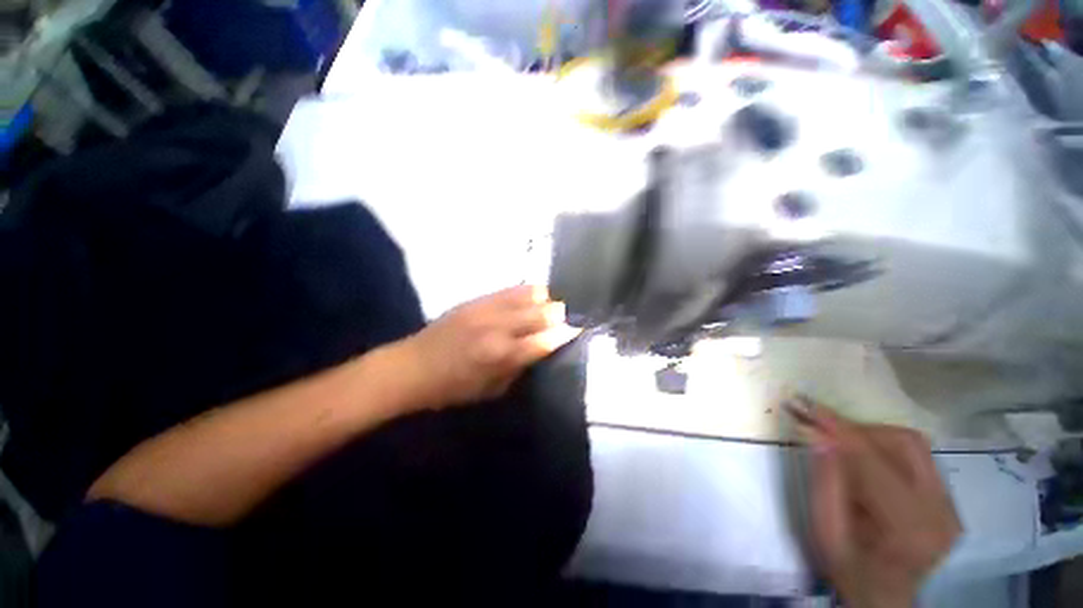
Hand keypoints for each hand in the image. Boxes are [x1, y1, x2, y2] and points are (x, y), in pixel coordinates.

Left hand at [392, 285, 580, 409]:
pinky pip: (511, 288)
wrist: (412, 366)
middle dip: (559, 314)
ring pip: (530, 293)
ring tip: (548, 308)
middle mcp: (499, 327)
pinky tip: (531, 298)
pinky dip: (527, 292)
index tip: (577, 330)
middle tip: (564, 319)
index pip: (546, 339)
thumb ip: (520, 367)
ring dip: (545, 300)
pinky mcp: (478, 298)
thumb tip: (541, 349)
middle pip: (543, 311)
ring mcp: (488, 308)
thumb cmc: (453, 388)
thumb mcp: (492, 390)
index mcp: (502, 355)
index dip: (566, 333)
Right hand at [790, 400, 960, 607]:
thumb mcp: (825, 531)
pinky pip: (919, 456)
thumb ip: (824, 483)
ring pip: (912, 444)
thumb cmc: (848, 568)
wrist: (884, 597)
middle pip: (901, 443)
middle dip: (856, 428)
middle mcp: (940, 511)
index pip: (873, 460)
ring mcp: (950, 505)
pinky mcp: (950, 500)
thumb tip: (817, 435)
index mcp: (907, 526)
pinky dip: (886, 447)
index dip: (837, 427)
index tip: (804, 404)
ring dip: (871, 435)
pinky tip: (865, 459)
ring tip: (840, 444)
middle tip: (820, 428)